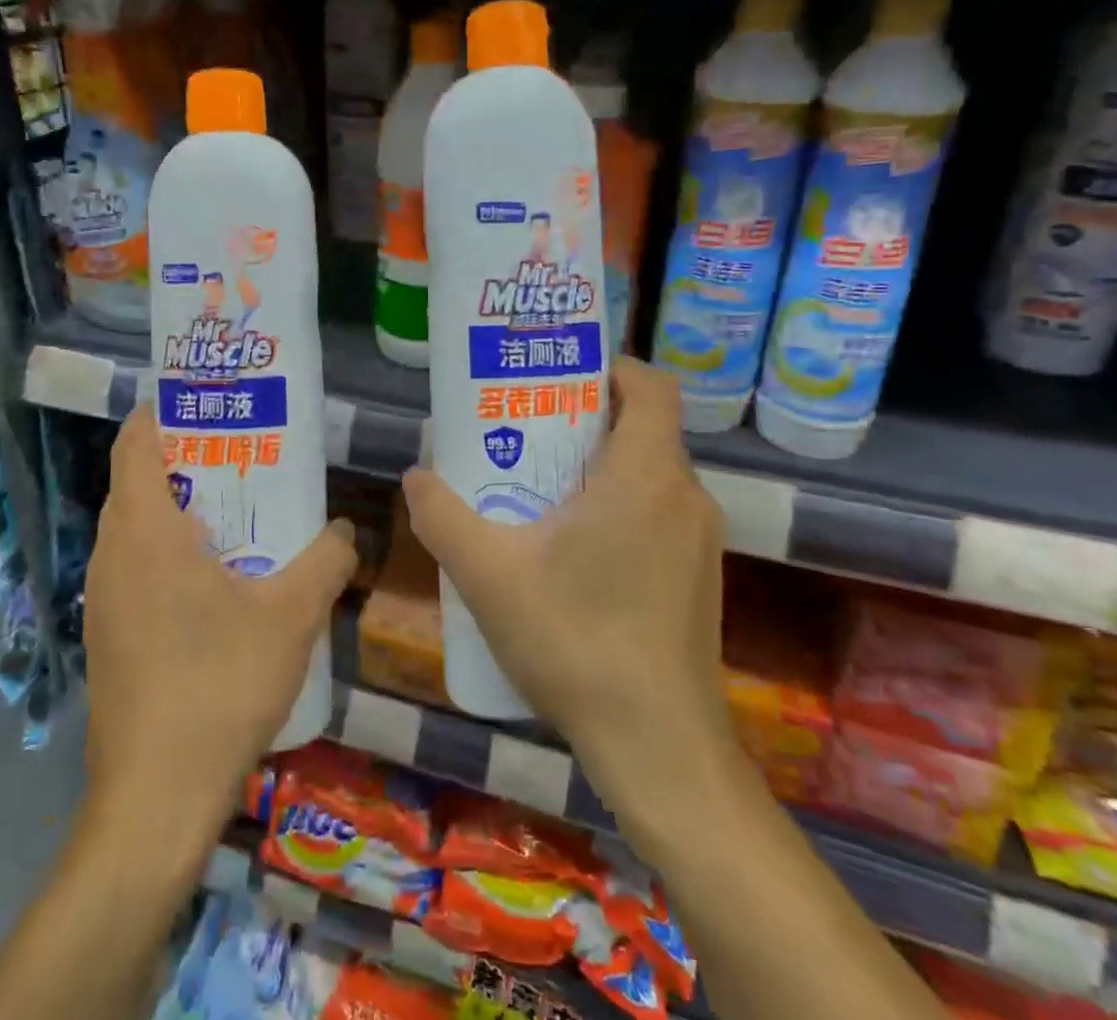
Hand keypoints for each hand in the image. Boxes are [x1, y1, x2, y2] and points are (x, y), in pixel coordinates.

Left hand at [82, 404, 355, 824]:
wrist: (154, 798)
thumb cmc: (218, 685)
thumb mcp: (291, 615)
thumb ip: (327, 559)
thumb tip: (346, 528)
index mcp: (145, 531)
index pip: (135, 443)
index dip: (165, 413)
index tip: (210, 404)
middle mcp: (112, 555)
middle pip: (137, 481)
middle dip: (186, 459)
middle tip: (244, 456)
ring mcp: (102, 599)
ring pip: (135, 528)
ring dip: (179, 510)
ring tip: (238, 512)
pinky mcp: (107, 636)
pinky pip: (134, 568)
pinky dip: (169, 552)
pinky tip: (218, 582)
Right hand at [401, 357, 733, 843]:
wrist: (660, 749)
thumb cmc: (577, 644)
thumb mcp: (489, 576)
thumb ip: (443, 518)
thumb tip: (416, 476)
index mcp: (646, 476)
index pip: (649, 386)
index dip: (609, 367)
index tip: (558, 376)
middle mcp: (686, 496)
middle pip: (643, 427)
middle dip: (585, 417)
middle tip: (526, 429)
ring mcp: (700, 540)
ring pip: (650, 472)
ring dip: (600, 465)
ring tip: (539, 486)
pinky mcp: (699, 575)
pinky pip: (659, 512)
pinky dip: (619, 504)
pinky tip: (571, 548)